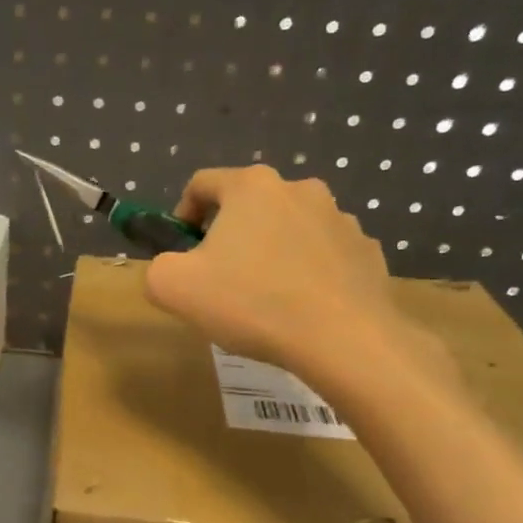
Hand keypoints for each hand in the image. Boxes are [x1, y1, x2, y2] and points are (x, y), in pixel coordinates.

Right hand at [145, 165, 451, 399]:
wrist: (342, 338)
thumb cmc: (250, 303)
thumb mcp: (171, 287)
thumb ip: (157, 268)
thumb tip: (172, 268)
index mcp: (251, 187)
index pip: (202, 184)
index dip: (182, 214)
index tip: (181, 251)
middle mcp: (300, 189)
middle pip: (248, 206)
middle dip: (228, 236)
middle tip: (219, 280)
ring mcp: (340, 219)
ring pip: (288, 229)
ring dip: (270, 252)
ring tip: (263, 298)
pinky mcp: (365, 251)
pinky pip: (323, 255)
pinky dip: (306, 273)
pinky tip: (300, 308)